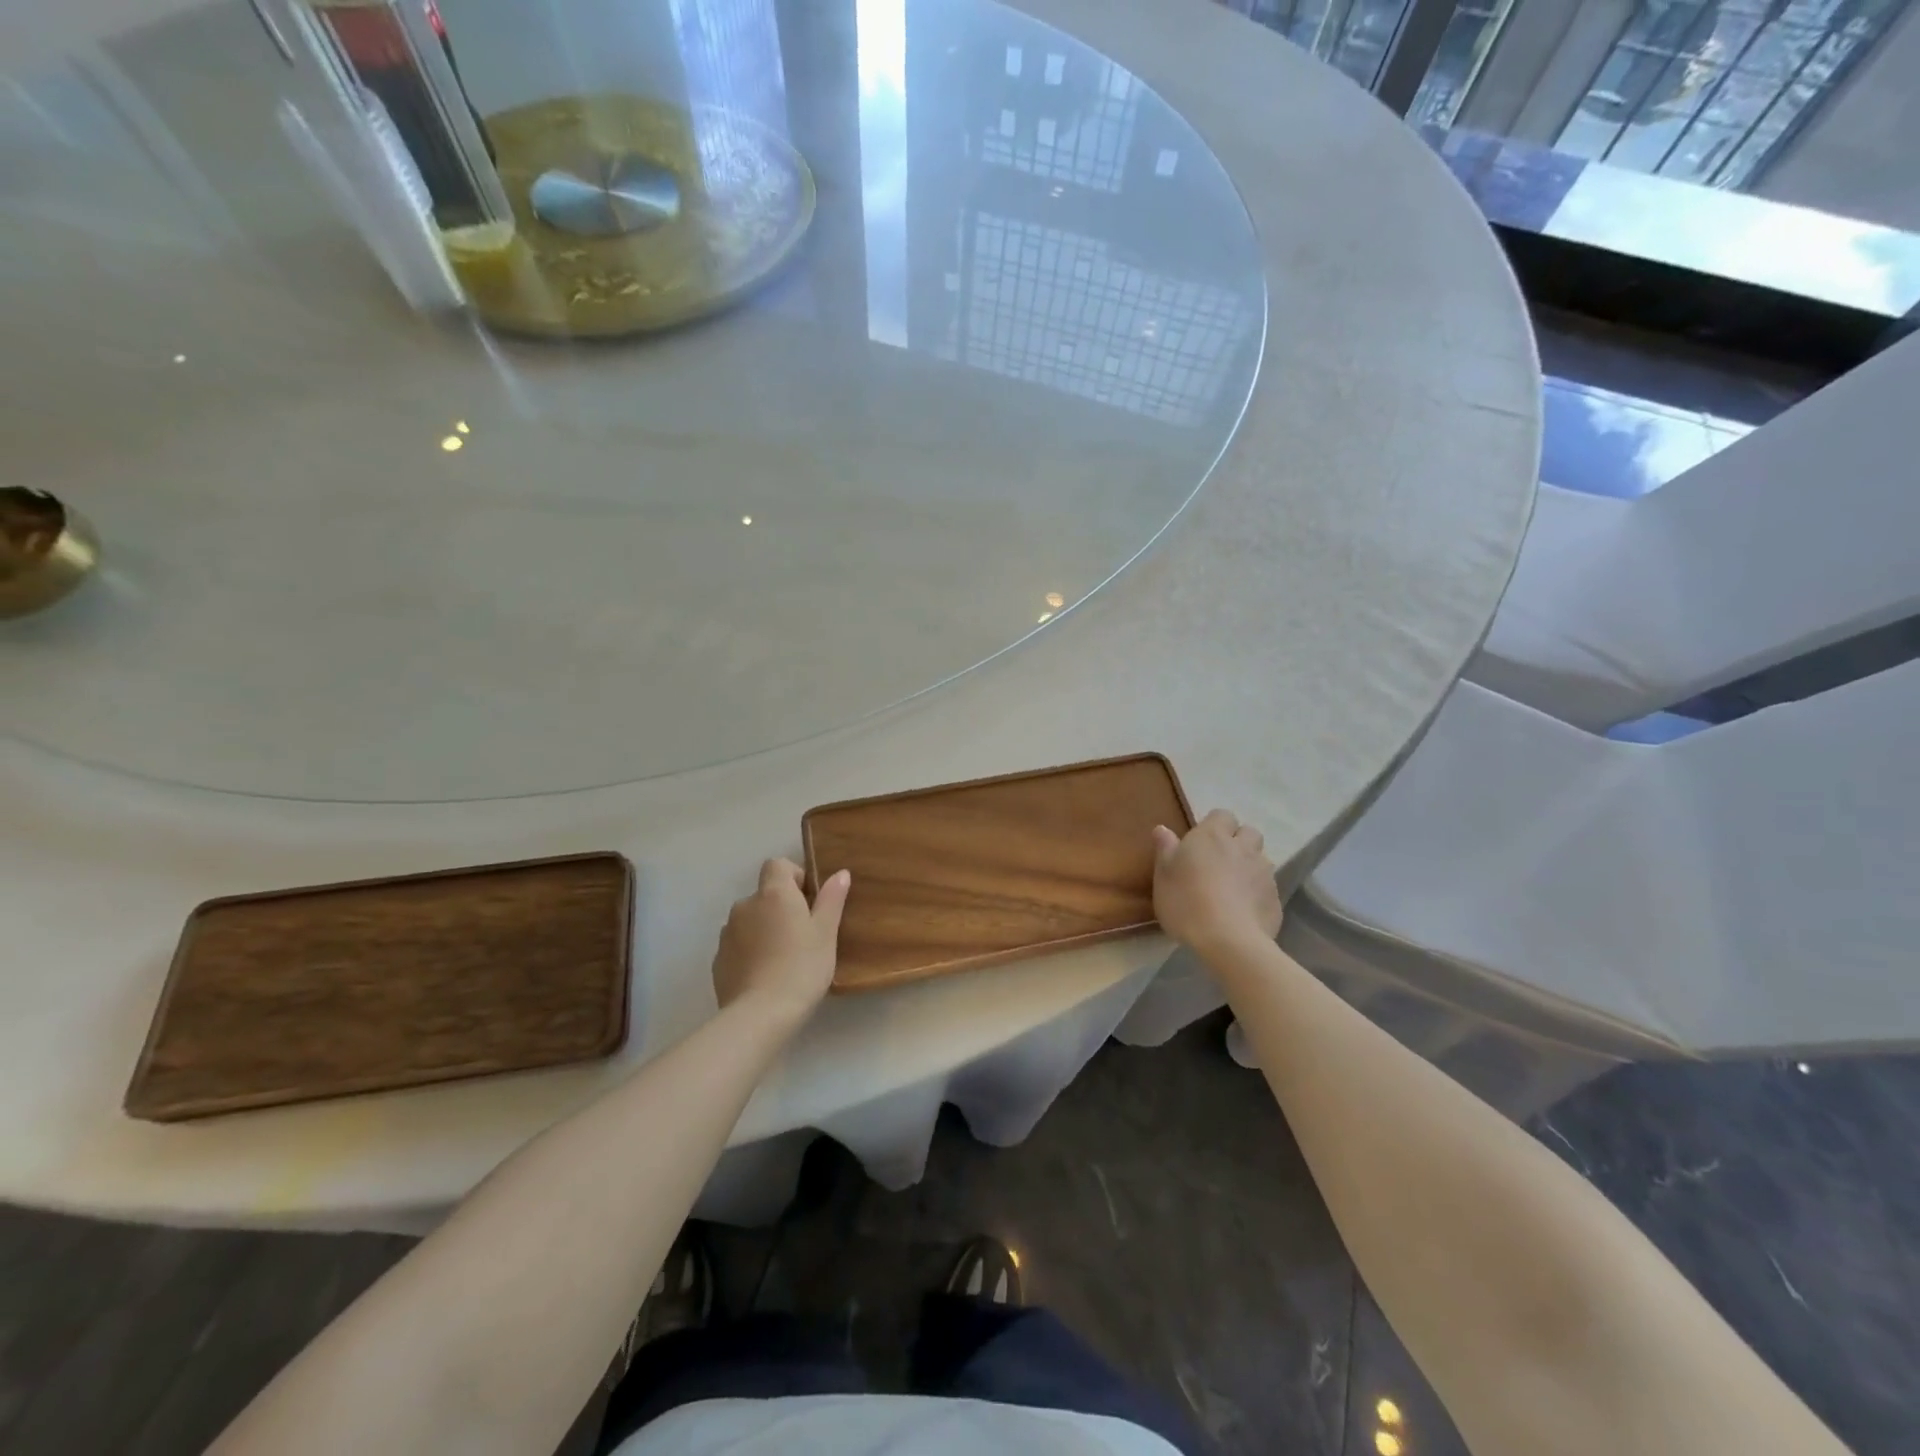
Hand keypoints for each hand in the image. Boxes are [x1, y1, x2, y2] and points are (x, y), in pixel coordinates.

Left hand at [712, 859, 850, 1027]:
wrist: (760, 1015)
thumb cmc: (801, 967)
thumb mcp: (826, 933)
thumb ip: (831, 899)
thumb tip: (840, 873)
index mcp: (773, 893)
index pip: (777, 864)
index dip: (794, 876)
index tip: (809, 901)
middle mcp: (745, 905)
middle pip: (764, 894)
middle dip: (781, 907)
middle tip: (802, 935)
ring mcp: (727, 933)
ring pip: (750, 920)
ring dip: (764, 929)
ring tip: (783, 958)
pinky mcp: (718, 960)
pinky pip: (738, 945)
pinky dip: (750, 952)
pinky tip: (765, 976)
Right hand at [1151, 810, 1281, 953]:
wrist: (1228, 941)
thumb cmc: (1186, 902)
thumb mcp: (1163, 876)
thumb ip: (1165, 849)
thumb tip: (1163, 828)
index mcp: (1212, 836)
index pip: (1222, 815)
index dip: (1215, 825)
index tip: (1201, 843)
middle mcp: (1242, 847)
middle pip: (1249, 832)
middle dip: (1239, 841)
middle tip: (1220, 861)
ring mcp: (1264, 873)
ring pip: (1261, 859)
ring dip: (1250, 866)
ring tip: (1234, 887)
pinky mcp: (1276, 898)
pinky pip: (1268, 887)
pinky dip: (1258, 892)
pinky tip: (1244, 910)